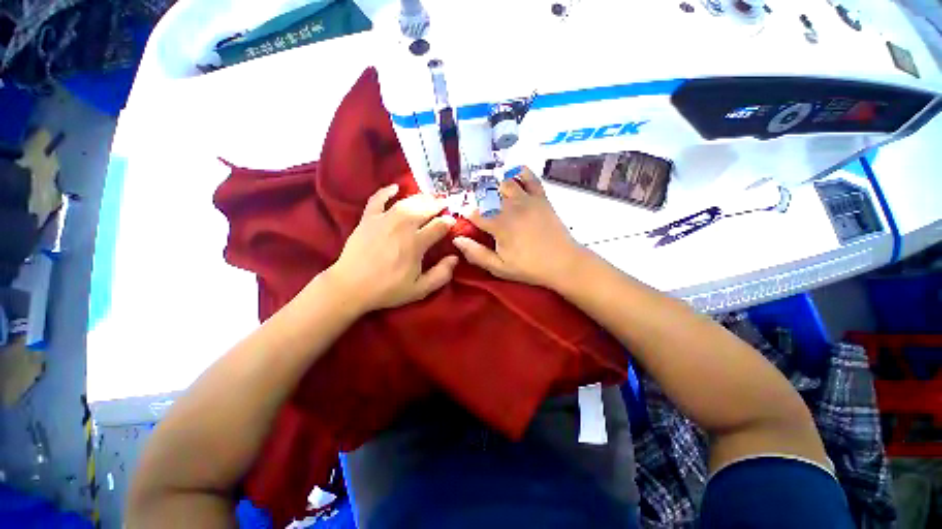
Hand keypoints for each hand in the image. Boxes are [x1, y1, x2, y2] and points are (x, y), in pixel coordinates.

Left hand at [327, 184, 458, 312]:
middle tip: (444, 203)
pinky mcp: (368, 219)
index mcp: (416, 244)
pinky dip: (386, 191)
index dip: (448, 222)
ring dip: (420, 198)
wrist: (350, 287)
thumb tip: (455, 258)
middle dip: (437, 205)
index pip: (438, 226)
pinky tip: (395, 187)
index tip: (452, 221)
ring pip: (406, 202)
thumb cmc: (387, 289)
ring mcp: (383, 220)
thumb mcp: (419, 289)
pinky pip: (377, 199)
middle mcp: (402, 227)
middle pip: (424, 209)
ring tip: (429, 198)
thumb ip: (441, 275)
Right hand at [453, 166, 584, 288]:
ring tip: (493, 195)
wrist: (564, 263)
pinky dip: (520, 173)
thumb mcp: (500, 267)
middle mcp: (511, 207)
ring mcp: (527, 200)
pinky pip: (530, 178)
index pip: (474, 213)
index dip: (466, 214)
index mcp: (499, 225)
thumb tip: (457, 240)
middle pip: (487, 194)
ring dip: (495, 187)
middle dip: (478, 199)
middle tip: (479, 209)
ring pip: (505, 183)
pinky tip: (514, 175)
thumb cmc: (529, 268)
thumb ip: (477, 254)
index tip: (465, 217)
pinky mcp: (541, 198)